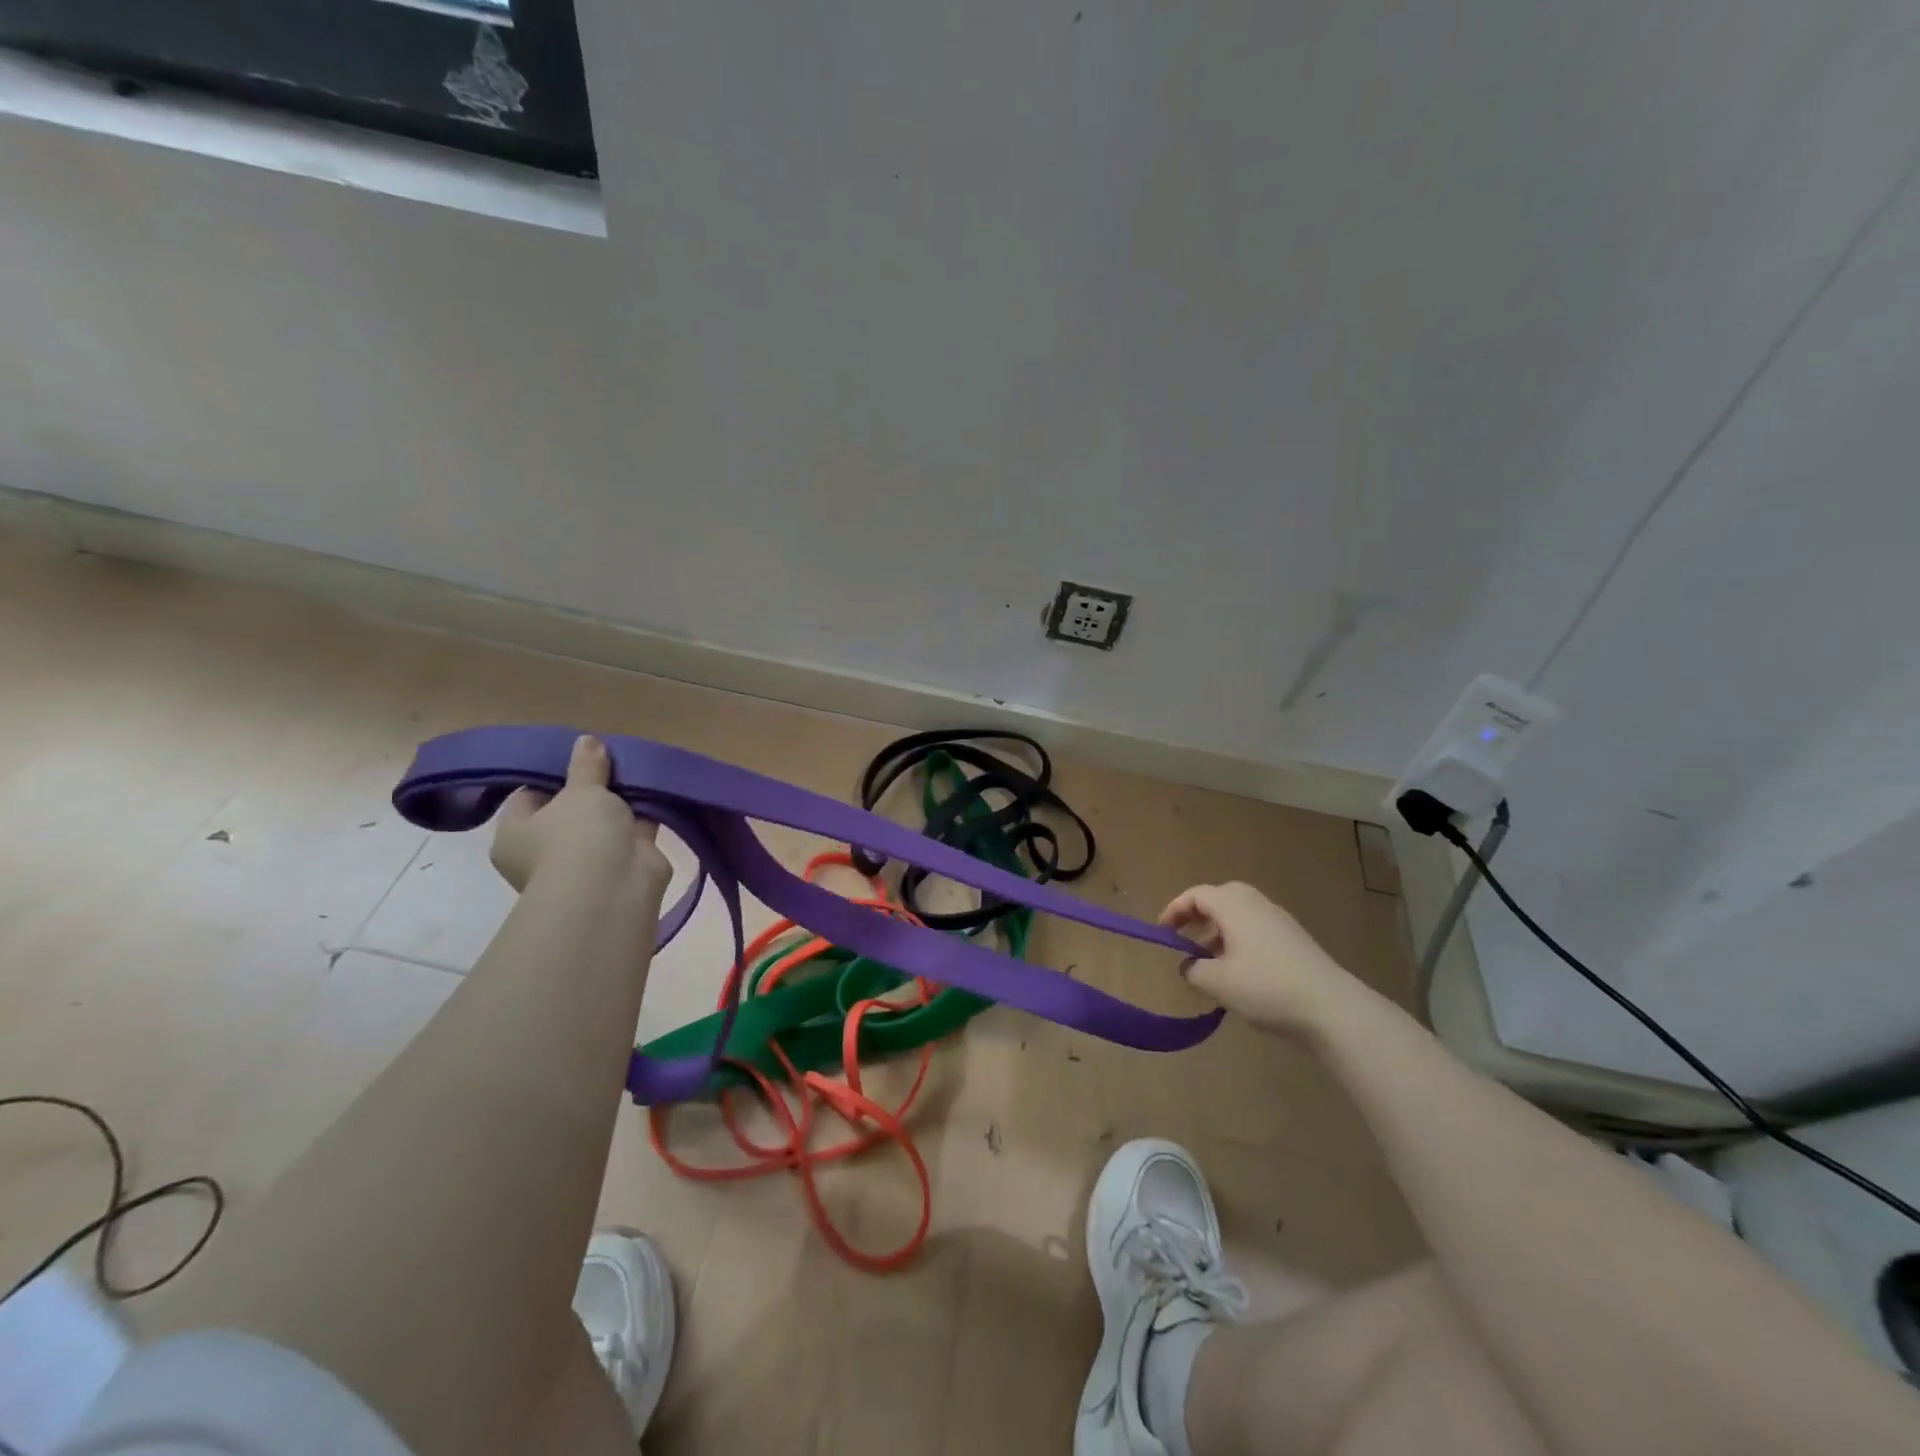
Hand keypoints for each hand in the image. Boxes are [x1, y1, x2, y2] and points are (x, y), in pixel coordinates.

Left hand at [490, 734, 671, 898]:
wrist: (614, 886)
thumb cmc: (578, 835)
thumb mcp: (581, 790)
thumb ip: (586, 765)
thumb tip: (587, 740)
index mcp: (514, 834)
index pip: (528, 797)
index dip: (553, 776)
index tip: (578, 759)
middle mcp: (543, 852)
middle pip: (567, 811)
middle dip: (591, 791)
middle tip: (610, 763)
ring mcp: (583, 862)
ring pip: (602, 824)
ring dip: (619, 805)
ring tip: (637, 772)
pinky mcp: (620, 866)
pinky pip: (630, 834)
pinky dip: (642, 818)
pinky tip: (656, 793)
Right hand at [1160, 881, 1360, 1037]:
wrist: (1331, 1008)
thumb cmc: (1265, 986)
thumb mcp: (1217, 982)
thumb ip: (1193, 969)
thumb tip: (1189, 965)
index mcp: (1233, 904)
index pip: (1195, 895)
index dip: (1174, 911)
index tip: (1163, 933)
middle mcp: (1255, 903)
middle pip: (1218, 900)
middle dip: (1197, 919)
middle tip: (1184, 942)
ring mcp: (1279, 920)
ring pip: (1239, 917)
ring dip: (1218, 934)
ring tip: (1209, 964)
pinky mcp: (1295, 940)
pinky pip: (1256, 931)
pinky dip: (1239, 944)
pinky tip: (1239, 976)